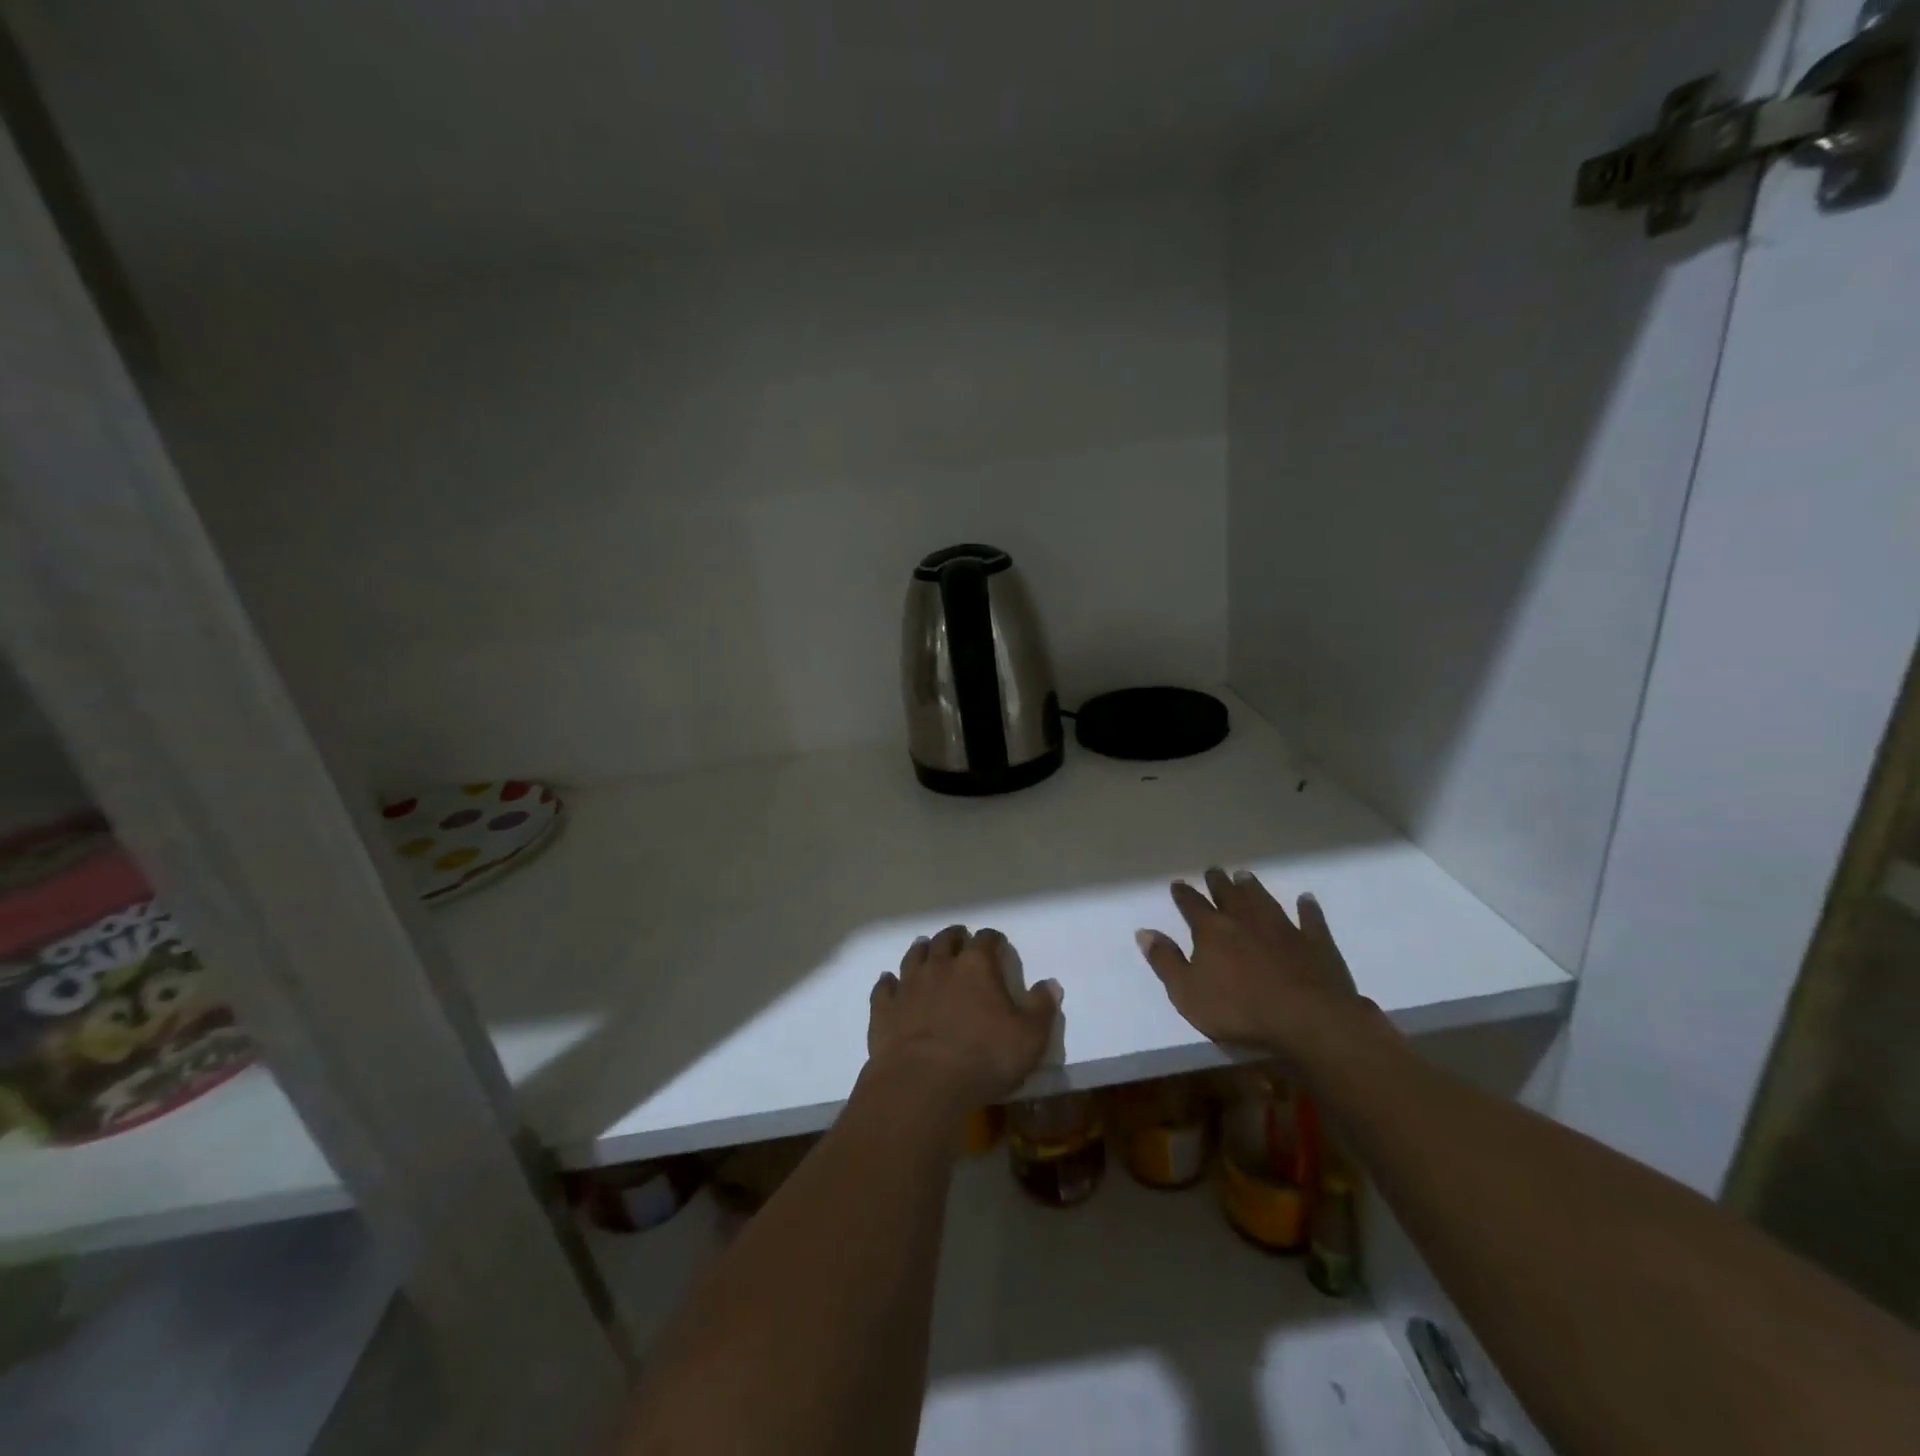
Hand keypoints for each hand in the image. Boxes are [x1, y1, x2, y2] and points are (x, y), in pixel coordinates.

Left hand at [868, 925, 1060, 1108]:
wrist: (922, 1083)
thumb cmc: (984, 1058)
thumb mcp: (1029, 1038)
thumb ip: (1042, 1008)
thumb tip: (1050, 984)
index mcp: (977, 966)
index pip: (986, 939)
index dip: (993, 939)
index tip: (997, 943)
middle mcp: (941, 965)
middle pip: (947, 940)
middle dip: (956, 937)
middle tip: (960, 939)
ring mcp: (908, 984)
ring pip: (914, 956)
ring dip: (923, 950)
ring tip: (926, 949)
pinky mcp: (884, 1008)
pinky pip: (884, 987)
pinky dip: (888, 982)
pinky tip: (889, 981)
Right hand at [1136, 867, 1370, 1061]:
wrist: (1307, 1018)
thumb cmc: (1239, 1010)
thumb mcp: (1187, 993)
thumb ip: (1165, 961)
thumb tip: (1144, 932)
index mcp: (1212, 930)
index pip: (1192, 905)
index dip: (1183, 894)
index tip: (1178, 884)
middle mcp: (1245, 919)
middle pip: (1228, 895)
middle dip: (1218, 882)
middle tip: (1213, 871)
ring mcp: (1283, 928)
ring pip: (1264, 900)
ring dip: (1253, 887)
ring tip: (1245, 875)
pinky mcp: (1315, 943)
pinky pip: (1310, 919)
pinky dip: (1307, 908)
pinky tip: (1306, 899)